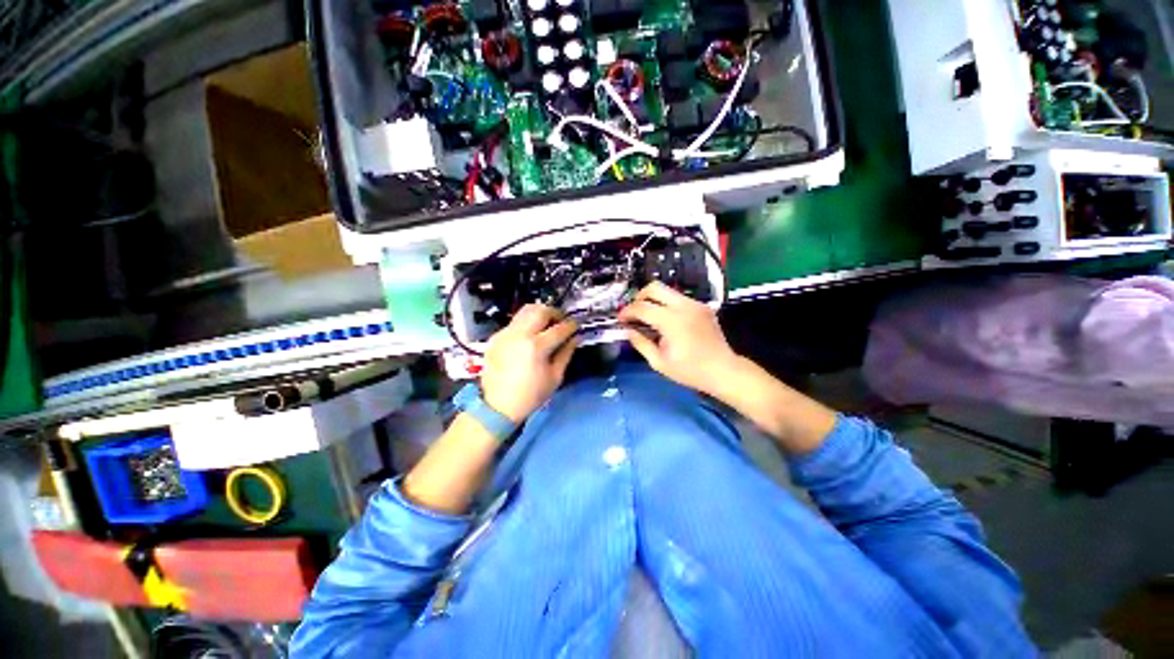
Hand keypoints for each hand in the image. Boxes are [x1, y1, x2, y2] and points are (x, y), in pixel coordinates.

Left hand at [480, 304, 578, 422]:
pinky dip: (526, 323)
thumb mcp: (555, 376)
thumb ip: (566, 353)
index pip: (559, 328)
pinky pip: (515, 322)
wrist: (498, 406)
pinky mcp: (496, 337)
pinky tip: (530, 336)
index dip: (571, 326)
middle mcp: (520, 334)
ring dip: (539, 313)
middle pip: (541, 311)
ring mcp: (505, 333)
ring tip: (546, 324)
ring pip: (525, 311)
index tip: (576, 326)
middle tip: (561, 321)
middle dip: (555, 313)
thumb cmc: (531, 394)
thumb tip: (576, 338)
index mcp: (536, 346)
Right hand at [618, 282, 740, 395]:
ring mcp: (695, 304)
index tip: (620, 319)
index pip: (642, 307)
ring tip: (648, 317)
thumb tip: (628, 330)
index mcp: (672, 321)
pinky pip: (679, 299)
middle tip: (634, 312)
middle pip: (654, 287)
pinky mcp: (702, 306)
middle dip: (639, 297)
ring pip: (667, 291)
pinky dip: (667, 305)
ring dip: (653, 300)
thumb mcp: (659, 362)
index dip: (627, 311)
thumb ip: (640, 343)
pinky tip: (666, 321)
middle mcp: (684, 306)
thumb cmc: (690, 370)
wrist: (723, 370)